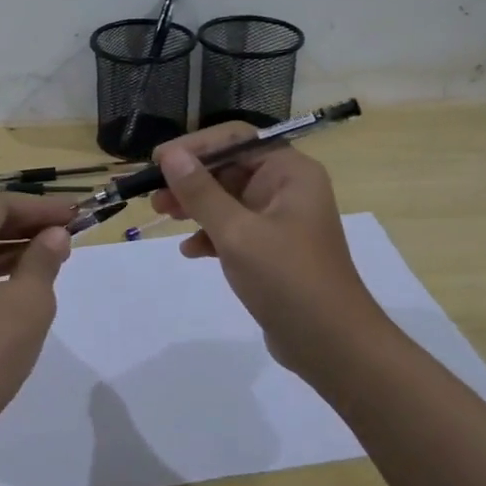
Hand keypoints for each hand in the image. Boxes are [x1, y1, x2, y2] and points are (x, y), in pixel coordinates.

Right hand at [150, 123, 389, 381]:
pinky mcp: (273, 250)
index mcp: (289, 172)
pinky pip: (235, 229)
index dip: (195, 147)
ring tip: (162, 217)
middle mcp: (288, 188)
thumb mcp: (237, 233)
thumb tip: (170, 154)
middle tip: (154, 195)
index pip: (236, 140)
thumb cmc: (287, 279)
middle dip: (191, 180)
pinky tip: (190, 251)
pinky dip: (211, 235)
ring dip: (195, 206)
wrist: (332, 346)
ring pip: (229, 200)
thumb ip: (201, 192)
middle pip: (230, 168)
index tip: (159, 161)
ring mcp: (281, 220)